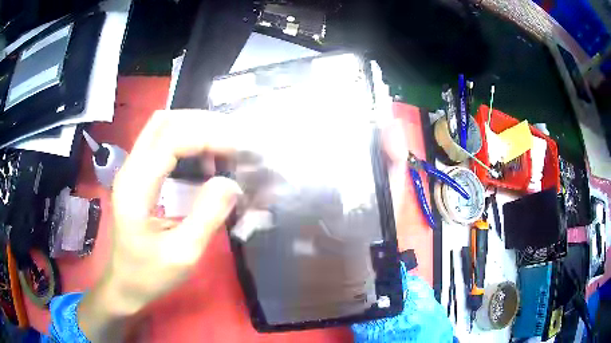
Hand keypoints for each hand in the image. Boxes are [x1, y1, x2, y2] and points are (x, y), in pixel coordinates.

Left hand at [78, 110, 241, 341]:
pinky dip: (186, 139)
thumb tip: (231, 182)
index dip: (206, 136)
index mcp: (135, 188)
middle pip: (164, 121)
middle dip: (202, 123)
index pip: (170, 139)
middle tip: (234, 139)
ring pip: (162, 126)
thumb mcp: (183, 255)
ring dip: (194, 127)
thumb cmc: (150, 275)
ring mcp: (131, 169)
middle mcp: (129, 169)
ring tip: (224, 144)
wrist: (124, 283)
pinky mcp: (137, 174)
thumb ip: (207, 217)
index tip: (238, 149)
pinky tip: (205, 156)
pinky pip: (161, 141)